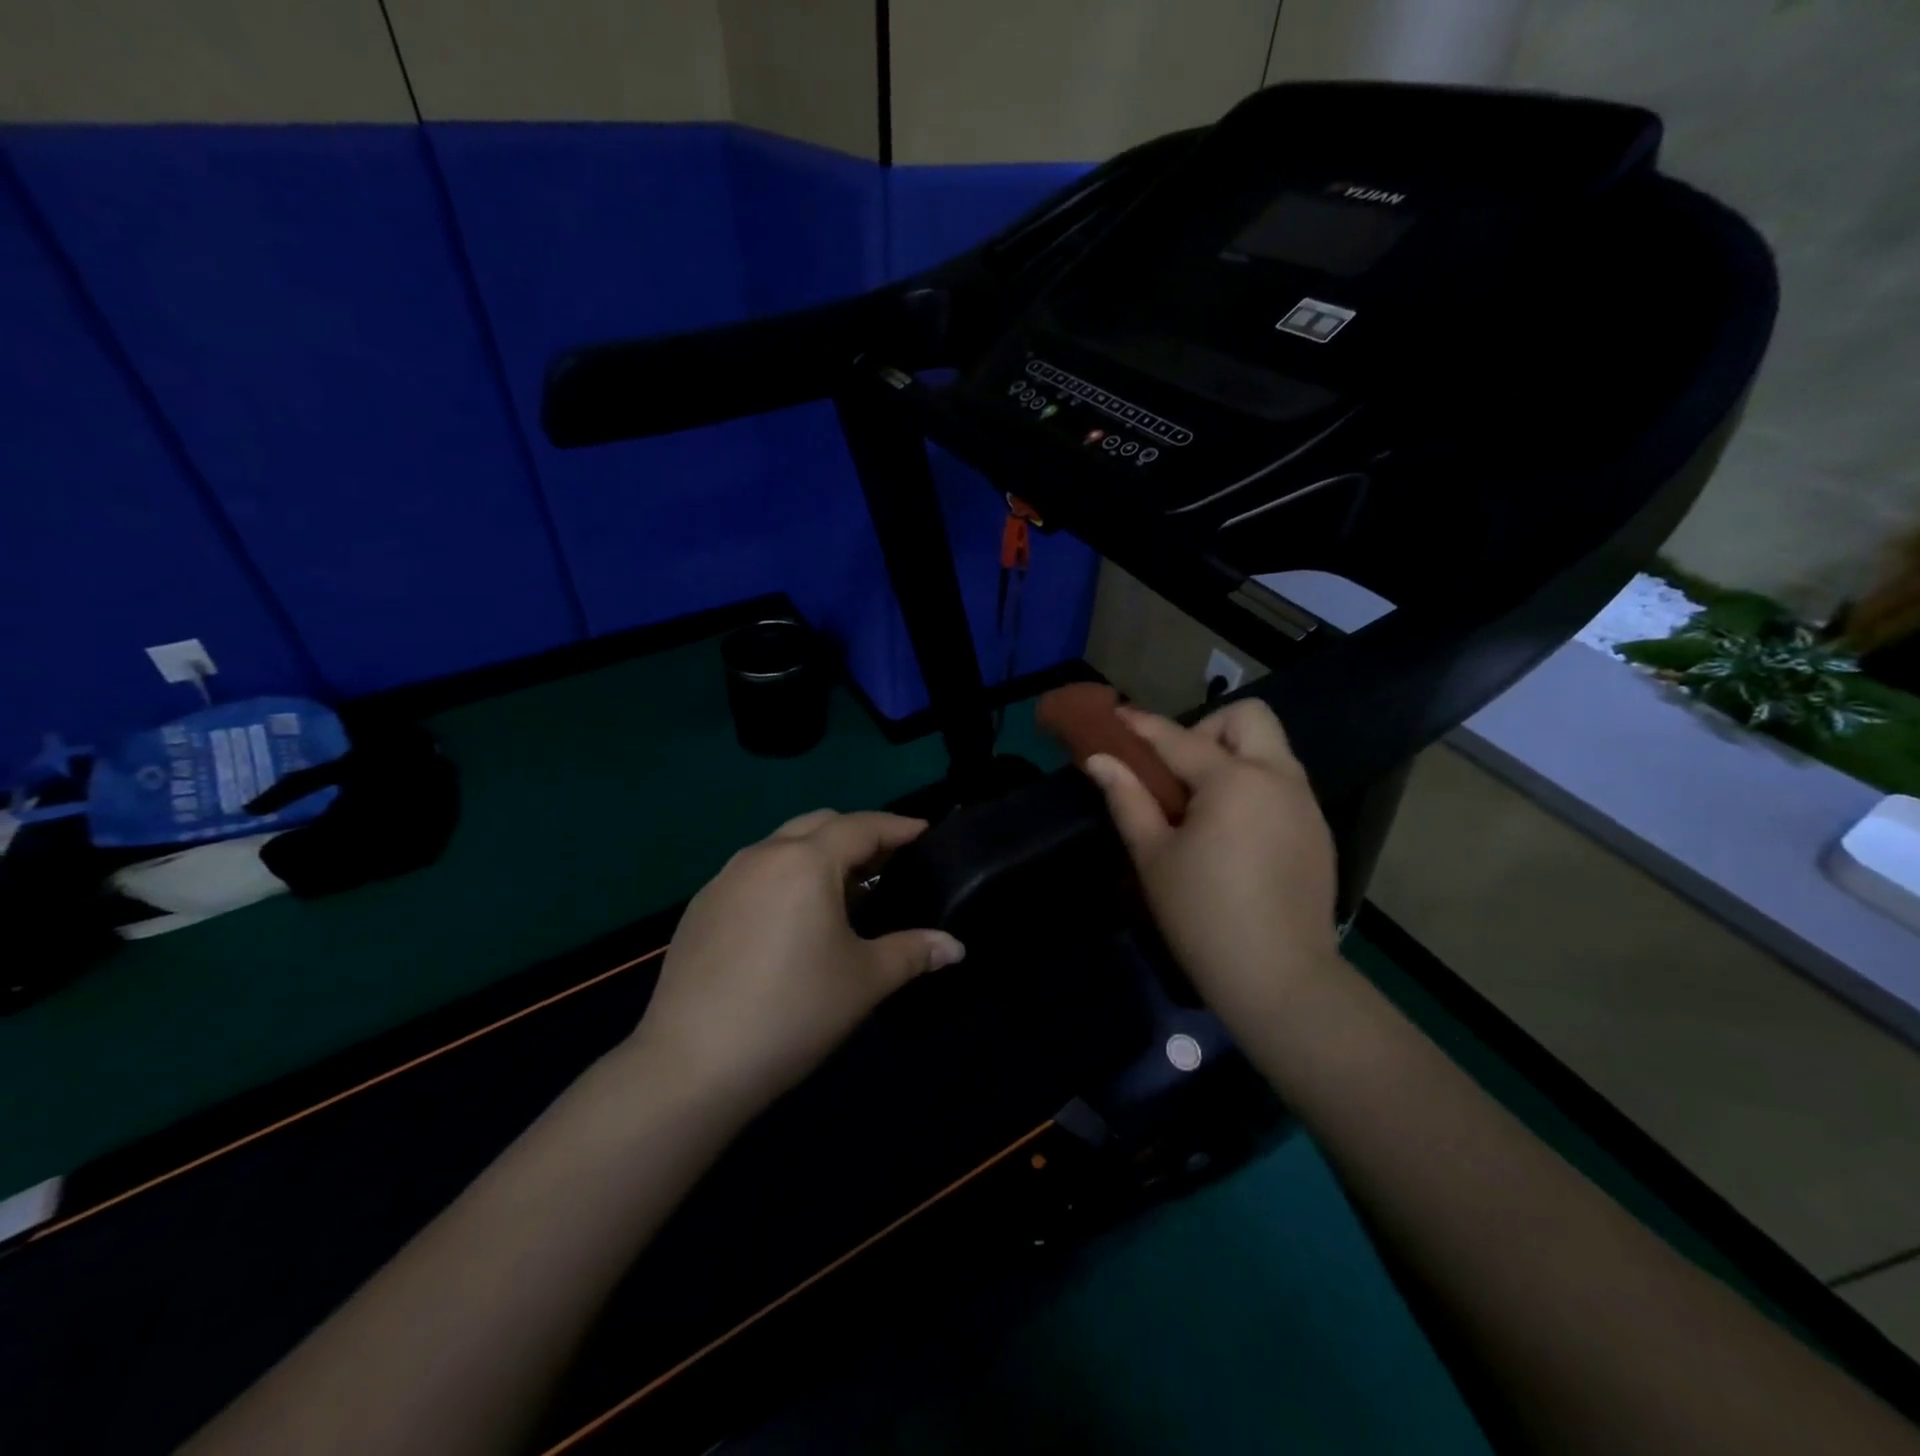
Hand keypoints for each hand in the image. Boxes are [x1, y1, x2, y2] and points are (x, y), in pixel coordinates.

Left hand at [625, 810, 964, 1113]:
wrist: (692, 1064)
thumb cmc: (793, 1011)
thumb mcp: (864, 980)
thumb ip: (914, 952)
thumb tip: (955, 947)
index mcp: (806, 861)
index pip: (861, 826)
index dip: (897, 827)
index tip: (924, 832)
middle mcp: (762, 855)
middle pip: (819, 823)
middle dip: (857, 834)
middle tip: (887, 863)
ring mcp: (724, 879)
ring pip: (782, 846)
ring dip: (818, 854)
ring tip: (844, 892)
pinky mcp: (700, 908)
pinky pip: (754, 873)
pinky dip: (785, 878)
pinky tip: (792, 920)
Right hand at [1083, 701, 1340, 1036]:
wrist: (1281, 979)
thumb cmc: (1204, 917)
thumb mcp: (1154, 857)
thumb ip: (1127, 799)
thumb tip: (1099, 761)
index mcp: (1233, 782)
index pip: (1179, 738)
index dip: (1142, 725)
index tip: (1116, 716)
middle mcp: (1278, 778)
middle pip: (1248, 717)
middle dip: (1208, 728)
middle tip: (1180, 771)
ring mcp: (1305, 803)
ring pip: (1271, 748)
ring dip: (1234, 755)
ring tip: (1202, 804)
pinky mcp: (1318, 830)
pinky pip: (1284, 782)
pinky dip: (1255, 785)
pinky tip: (1234, 832)